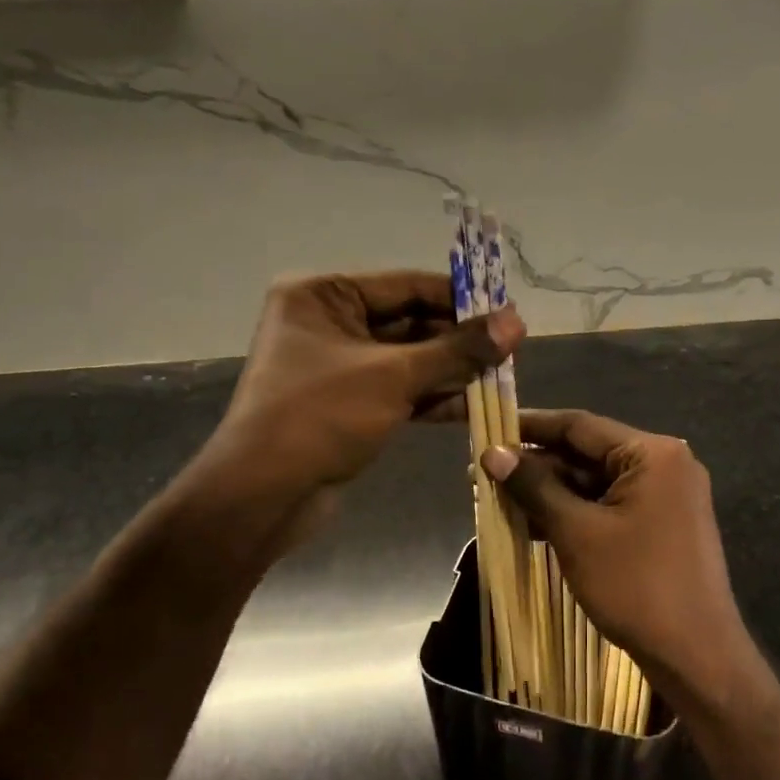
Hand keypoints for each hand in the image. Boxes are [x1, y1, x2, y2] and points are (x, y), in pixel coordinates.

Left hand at [178, 271, 521, 547]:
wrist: (264, 494)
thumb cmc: (321, 417)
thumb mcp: (394, 376)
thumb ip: (457, 350)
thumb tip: (516, 322)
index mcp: (323, 295)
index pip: (406, 285)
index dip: (460, 299)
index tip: (508, 312)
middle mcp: (328, 322)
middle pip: (409, 322)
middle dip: (458, 340)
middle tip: (511, 351)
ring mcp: (338, 366)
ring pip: (408, 359)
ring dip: (451, 370)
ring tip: (502, 378)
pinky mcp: (348, 403)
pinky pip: (398, 389)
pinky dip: (432, 397)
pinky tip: (473, 405)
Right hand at [481, 409, 758, 714]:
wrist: (696, 655)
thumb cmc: (636, 585)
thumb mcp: (576, 532)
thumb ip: (534, 487)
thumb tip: (492, 453)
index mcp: (653, 454)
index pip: (580, 426)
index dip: (530, 426)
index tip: (489, 427)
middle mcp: (665, 465)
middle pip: (588, 455)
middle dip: (536, 467)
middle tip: (484, 474)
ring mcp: (666, 498)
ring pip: (596, 484)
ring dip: (550, 493)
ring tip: (498, 499)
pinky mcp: (661, 527)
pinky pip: (609, 508)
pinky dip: (574, 514)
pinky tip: (531, 524)